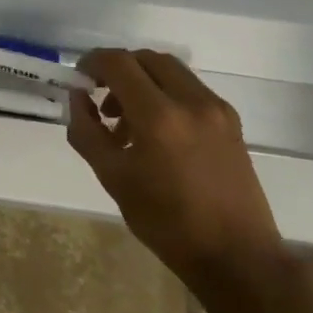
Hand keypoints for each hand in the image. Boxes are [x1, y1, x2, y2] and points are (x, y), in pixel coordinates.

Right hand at [67, 49, 282, 280]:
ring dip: (141, 81)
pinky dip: (164, 94)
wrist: (235, 254)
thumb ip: (87, 130)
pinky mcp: (231, 122)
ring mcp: (216, 110)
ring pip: (171, 71)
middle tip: (99, 96)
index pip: (118, 63)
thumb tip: (77, 97)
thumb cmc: (165, 221)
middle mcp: (192, 102)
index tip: (78, 79)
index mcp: (158, 116)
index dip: (92, 63)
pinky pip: (189, 90)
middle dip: (118, 69)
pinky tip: (154, 132)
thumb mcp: (111, 176)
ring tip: (124, 121)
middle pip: (147, 58)